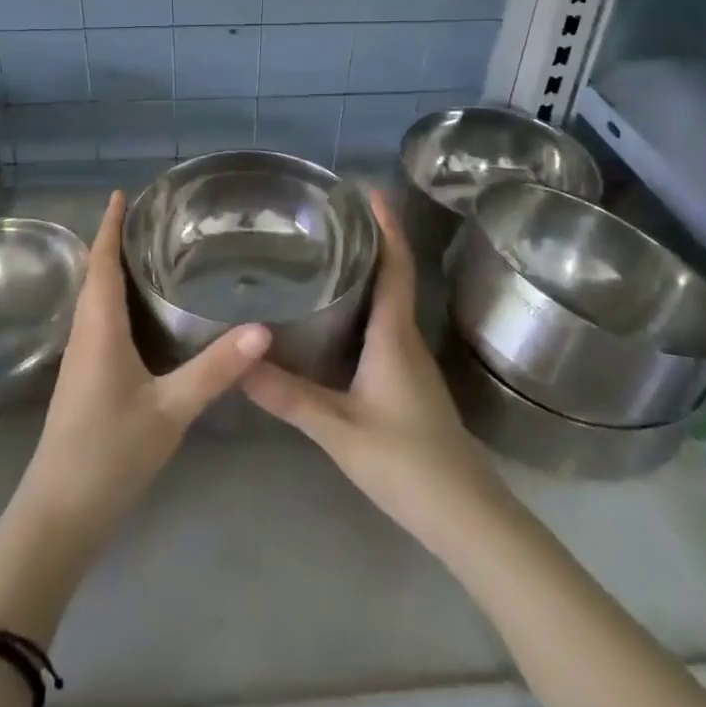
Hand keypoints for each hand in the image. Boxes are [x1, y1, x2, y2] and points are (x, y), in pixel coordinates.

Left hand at [15, 192, 267, 551]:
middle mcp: (84, 336)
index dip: (109, 227)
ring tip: (147, 251)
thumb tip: (262, 329)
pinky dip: (115, 300)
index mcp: (99, 330)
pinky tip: (141, 312)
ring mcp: (80, 360)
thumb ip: (215, 369)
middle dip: (113, 241)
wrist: (60, 513)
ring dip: (112, 270)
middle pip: (95, 276)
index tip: (121, 194)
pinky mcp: (84, 380)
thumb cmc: (110, 453)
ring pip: (94, 301)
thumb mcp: (170, 410)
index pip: (101, 264)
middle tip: (149, 216)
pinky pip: (98, 323)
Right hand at [242, 192, 512, 561]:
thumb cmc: (406, 463)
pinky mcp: (408, 382)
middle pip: (393, 276)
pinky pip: (386, 327)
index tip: (370, 190)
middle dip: (371, 241)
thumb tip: (240, 360)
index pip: (396, 267)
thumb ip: (289, 396)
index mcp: (394, 336)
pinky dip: (366, 306)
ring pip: (390, 303)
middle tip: (331, 218)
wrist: (465, 516)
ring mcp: (410, 362)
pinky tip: (338, 317)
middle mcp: (406, 339)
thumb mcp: (338, 429)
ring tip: (328, 255)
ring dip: (368, 273)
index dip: (387, 226)